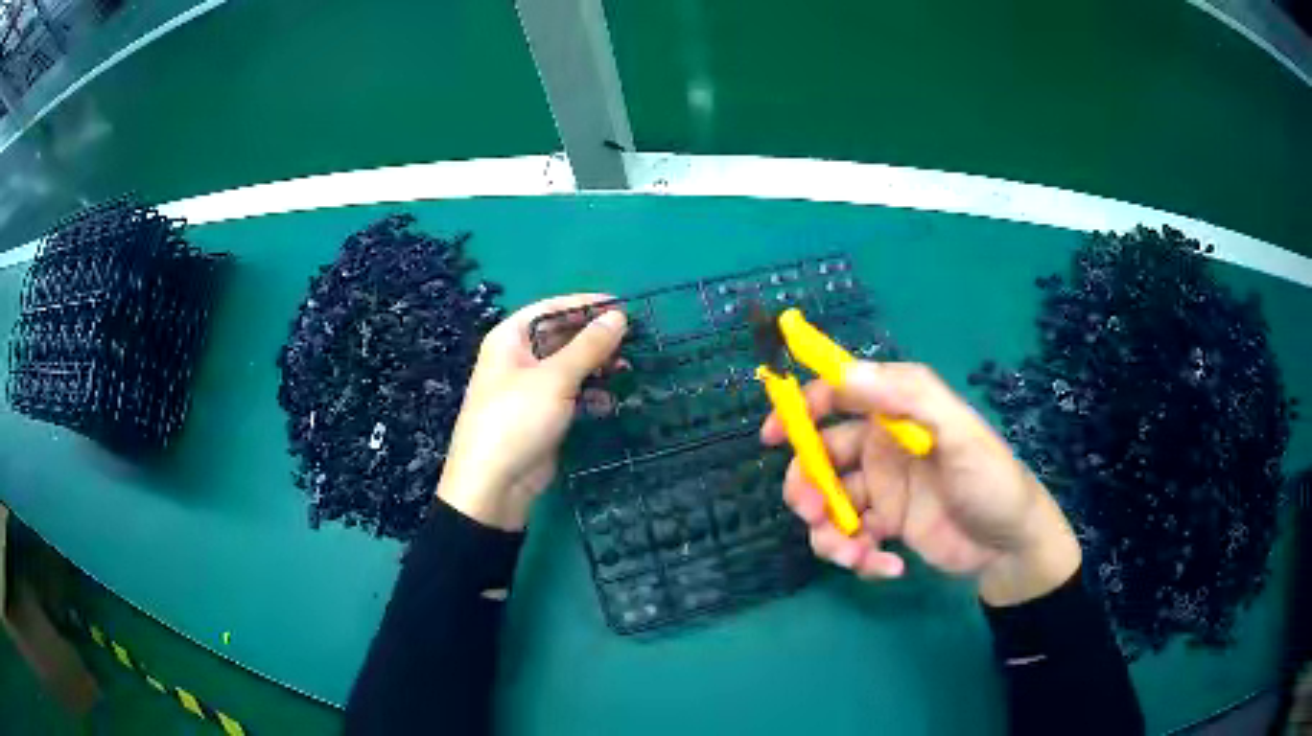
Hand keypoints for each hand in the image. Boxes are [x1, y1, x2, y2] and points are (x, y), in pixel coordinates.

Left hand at [437, 295, 626, 530]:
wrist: (494, 485)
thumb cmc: (517, 419)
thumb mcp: (555, 378)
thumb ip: (589, 346)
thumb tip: (619, 316)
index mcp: (510, 338)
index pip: (551, 308)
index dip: (585, 304)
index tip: (622, 306)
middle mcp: (518, 358)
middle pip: (562, 337)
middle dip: (595, 340)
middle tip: (631, 343)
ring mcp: (530, 389)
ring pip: (570, 367)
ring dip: (597, 369)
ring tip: (625, 373)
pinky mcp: (542, 416)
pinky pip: (571, 395)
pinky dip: (590, 396)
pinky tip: (608, 404)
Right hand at [762, 361, 1081, 606]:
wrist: (1011, 546)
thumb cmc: (990, 480)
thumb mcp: (957, 432)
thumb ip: (907, 397)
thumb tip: (844, 372)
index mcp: (897, 413)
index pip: (838, 398)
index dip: (801, 410)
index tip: (774, 436)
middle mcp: (882, 448)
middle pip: (821, 459)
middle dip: (809, 488)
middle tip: (812, 514)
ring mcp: (882, 491)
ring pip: (830, 506)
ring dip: (831, 533)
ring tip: (855, 555)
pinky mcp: (886, 528)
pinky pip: (852, 539)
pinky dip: (860, 555)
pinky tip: (888, 565)